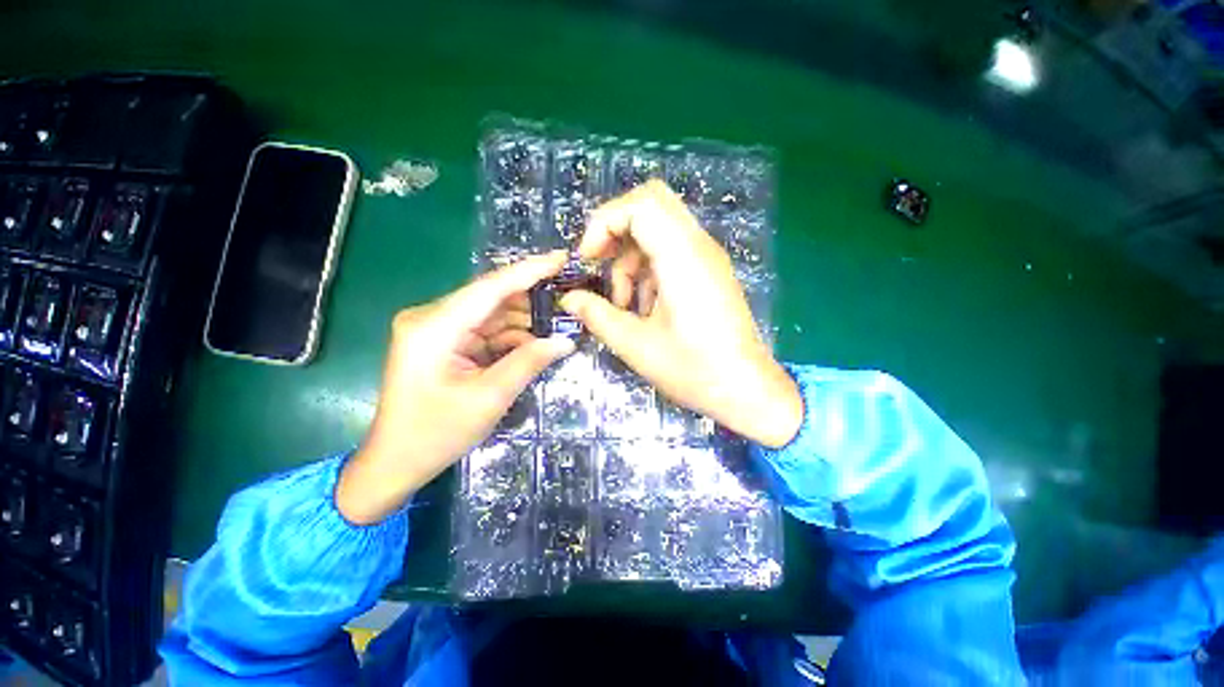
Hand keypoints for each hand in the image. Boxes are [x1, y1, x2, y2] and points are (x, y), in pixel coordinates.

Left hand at [336, 252, 573, 524]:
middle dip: (532, 298)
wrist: (395, 463)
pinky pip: (486, 330)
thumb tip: (566, 340)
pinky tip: (537, 343)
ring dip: (525, 320)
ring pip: (492, 314)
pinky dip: (511, 336)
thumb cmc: (436, 434)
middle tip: (570, 298)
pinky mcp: (445, 342)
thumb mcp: (489, 398)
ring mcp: (437, 329)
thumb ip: (529, 362)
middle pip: (492, 297)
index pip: (490, 288)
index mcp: (434, 327)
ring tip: (561, 322)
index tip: (561, 257)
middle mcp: (432, 318)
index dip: (529, 271)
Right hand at [559, 180, 801, 447]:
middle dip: (616, 231)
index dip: (604, 222)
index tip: (588, 260)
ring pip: (658, 230)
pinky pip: (671, 252)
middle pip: (651, 204)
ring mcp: (707, 258)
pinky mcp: (709, 272)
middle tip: (599, 265)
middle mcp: (699, 246)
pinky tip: (645, 309)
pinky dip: (648, 270)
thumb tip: (568, 299)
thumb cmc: (693, 370)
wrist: (746, 390)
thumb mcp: (635, 345)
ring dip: (631, 259)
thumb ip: (597, 315)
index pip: (641, 204)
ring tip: (625, 305)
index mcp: (683, 257)